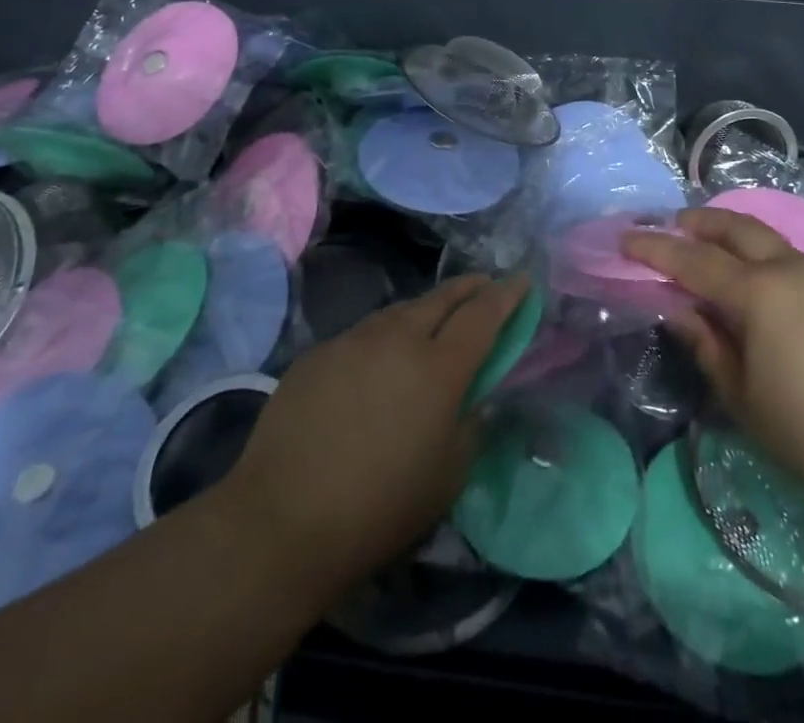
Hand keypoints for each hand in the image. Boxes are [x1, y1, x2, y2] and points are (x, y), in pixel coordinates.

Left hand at [209, 273, 529, 601]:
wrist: (280, 522)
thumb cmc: (379, 508)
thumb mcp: (447, 478)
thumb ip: (471, 427)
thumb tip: (476, 399)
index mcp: (440, 367)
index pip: (484, 314)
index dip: (507, 294)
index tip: (522, 280)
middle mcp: (399, 338)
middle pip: (443, 298)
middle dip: (470, 287)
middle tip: (485, 285)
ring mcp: (353, 341)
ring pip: (400, 310)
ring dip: (425, 309)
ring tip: (434, 319)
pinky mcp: (317, 353)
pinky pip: (363, 334)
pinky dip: (384, 337)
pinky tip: (377, 362)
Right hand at [624, 208, 803, 519]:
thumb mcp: (742, 397)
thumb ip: (706, 344)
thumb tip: (678, 309)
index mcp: (759, 293)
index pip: (693, 260)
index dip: (655, 248)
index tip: (626, 239)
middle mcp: (790, 268)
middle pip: (735, 227)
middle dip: (698, 221)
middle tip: (671, 225)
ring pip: (766, 237)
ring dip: (732, 233)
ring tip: (710, 247)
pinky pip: (791, 256)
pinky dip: (762, 253)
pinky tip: (757, 279)